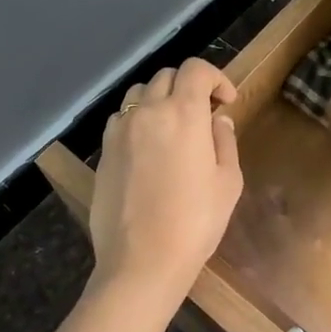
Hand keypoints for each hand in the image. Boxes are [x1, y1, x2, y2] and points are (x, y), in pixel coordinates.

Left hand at [88, 59, 241, 302]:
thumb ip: (224, 141)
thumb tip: (217, 119)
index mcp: (184, 113)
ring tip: (172, 124)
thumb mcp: (227, 182)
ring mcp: (120, 130)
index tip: (226, 101)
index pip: (196, 69)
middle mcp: (148, 111)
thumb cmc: (195, 223)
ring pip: (139, 92)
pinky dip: (137, 118)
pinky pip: (121, 118)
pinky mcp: (103, 151)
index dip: (215, 77)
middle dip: (189, 85)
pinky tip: (147, 145)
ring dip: (160, 97)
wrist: (141, 262)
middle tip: (204, 112)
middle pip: (167, 75)